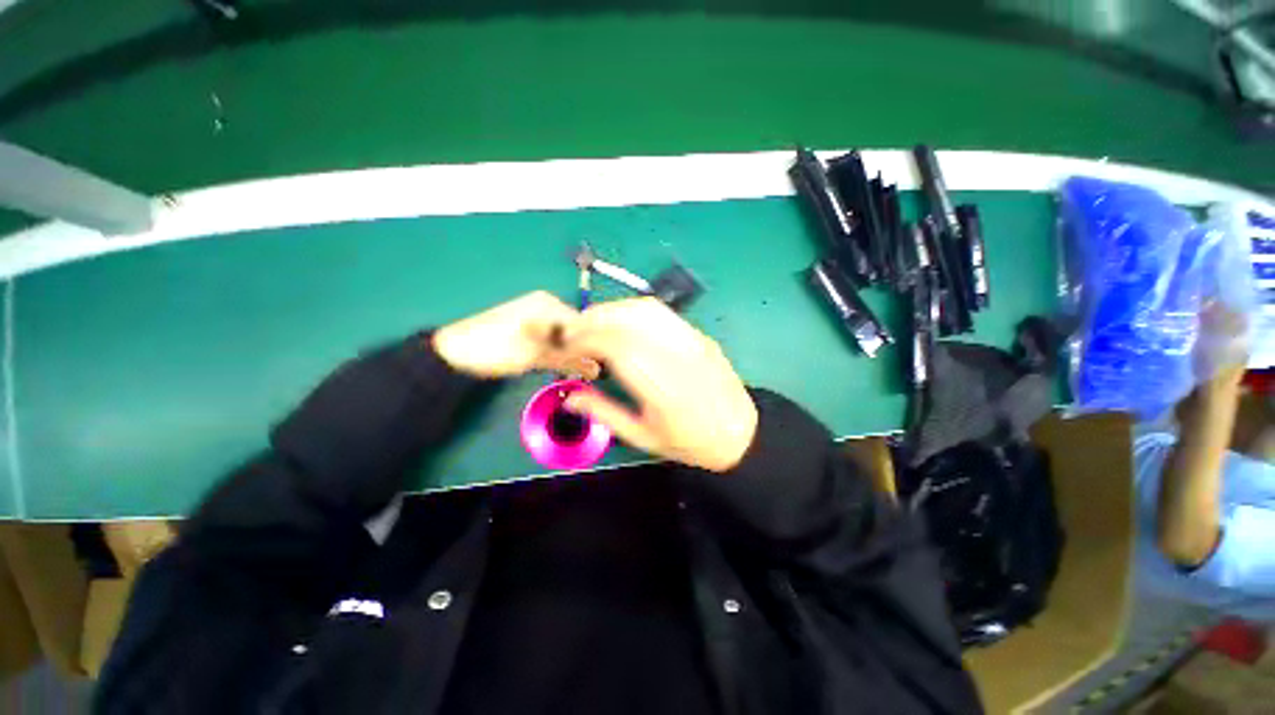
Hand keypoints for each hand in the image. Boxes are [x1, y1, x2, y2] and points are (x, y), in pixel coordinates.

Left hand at [433, 292, 599, 378]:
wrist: (454, 352)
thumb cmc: (499, 349)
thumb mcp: (538, 355)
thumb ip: (571, 359)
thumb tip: (598, 369)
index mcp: (548, 303)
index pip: (583, 324)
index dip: (594, 346)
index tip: (601, 366)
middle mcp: (544, 304)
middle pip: (573, 329)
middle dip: (581, 350)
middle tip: (589, 372)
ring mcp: (533, 314)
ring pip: (562, 335)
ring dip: (568, 353)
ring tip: (575, 370)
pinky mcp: (525, 326)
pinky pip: (549, 338)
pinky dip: (554, 351)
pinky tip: (557, 363)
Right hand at [562, 298, 757, 471]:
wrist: (739, 432)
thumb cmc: (689, 441)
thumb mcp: (643, 437)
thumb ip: (604, 413)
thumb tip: (570, 396)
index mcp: (661, 388)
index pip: (617, 347)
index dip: (587, 339)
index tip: (567, 344)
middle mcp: (677, 356)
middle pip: (628, 322)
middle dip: (593, 320)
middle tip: (572, 331)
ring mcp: (691, 341)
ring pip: (644, 310)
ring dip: (611, 310)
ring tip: (591, 322)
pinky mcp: (698, 334)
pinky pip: (661, 312)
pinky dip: (633, 309)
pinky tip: (620, 319)